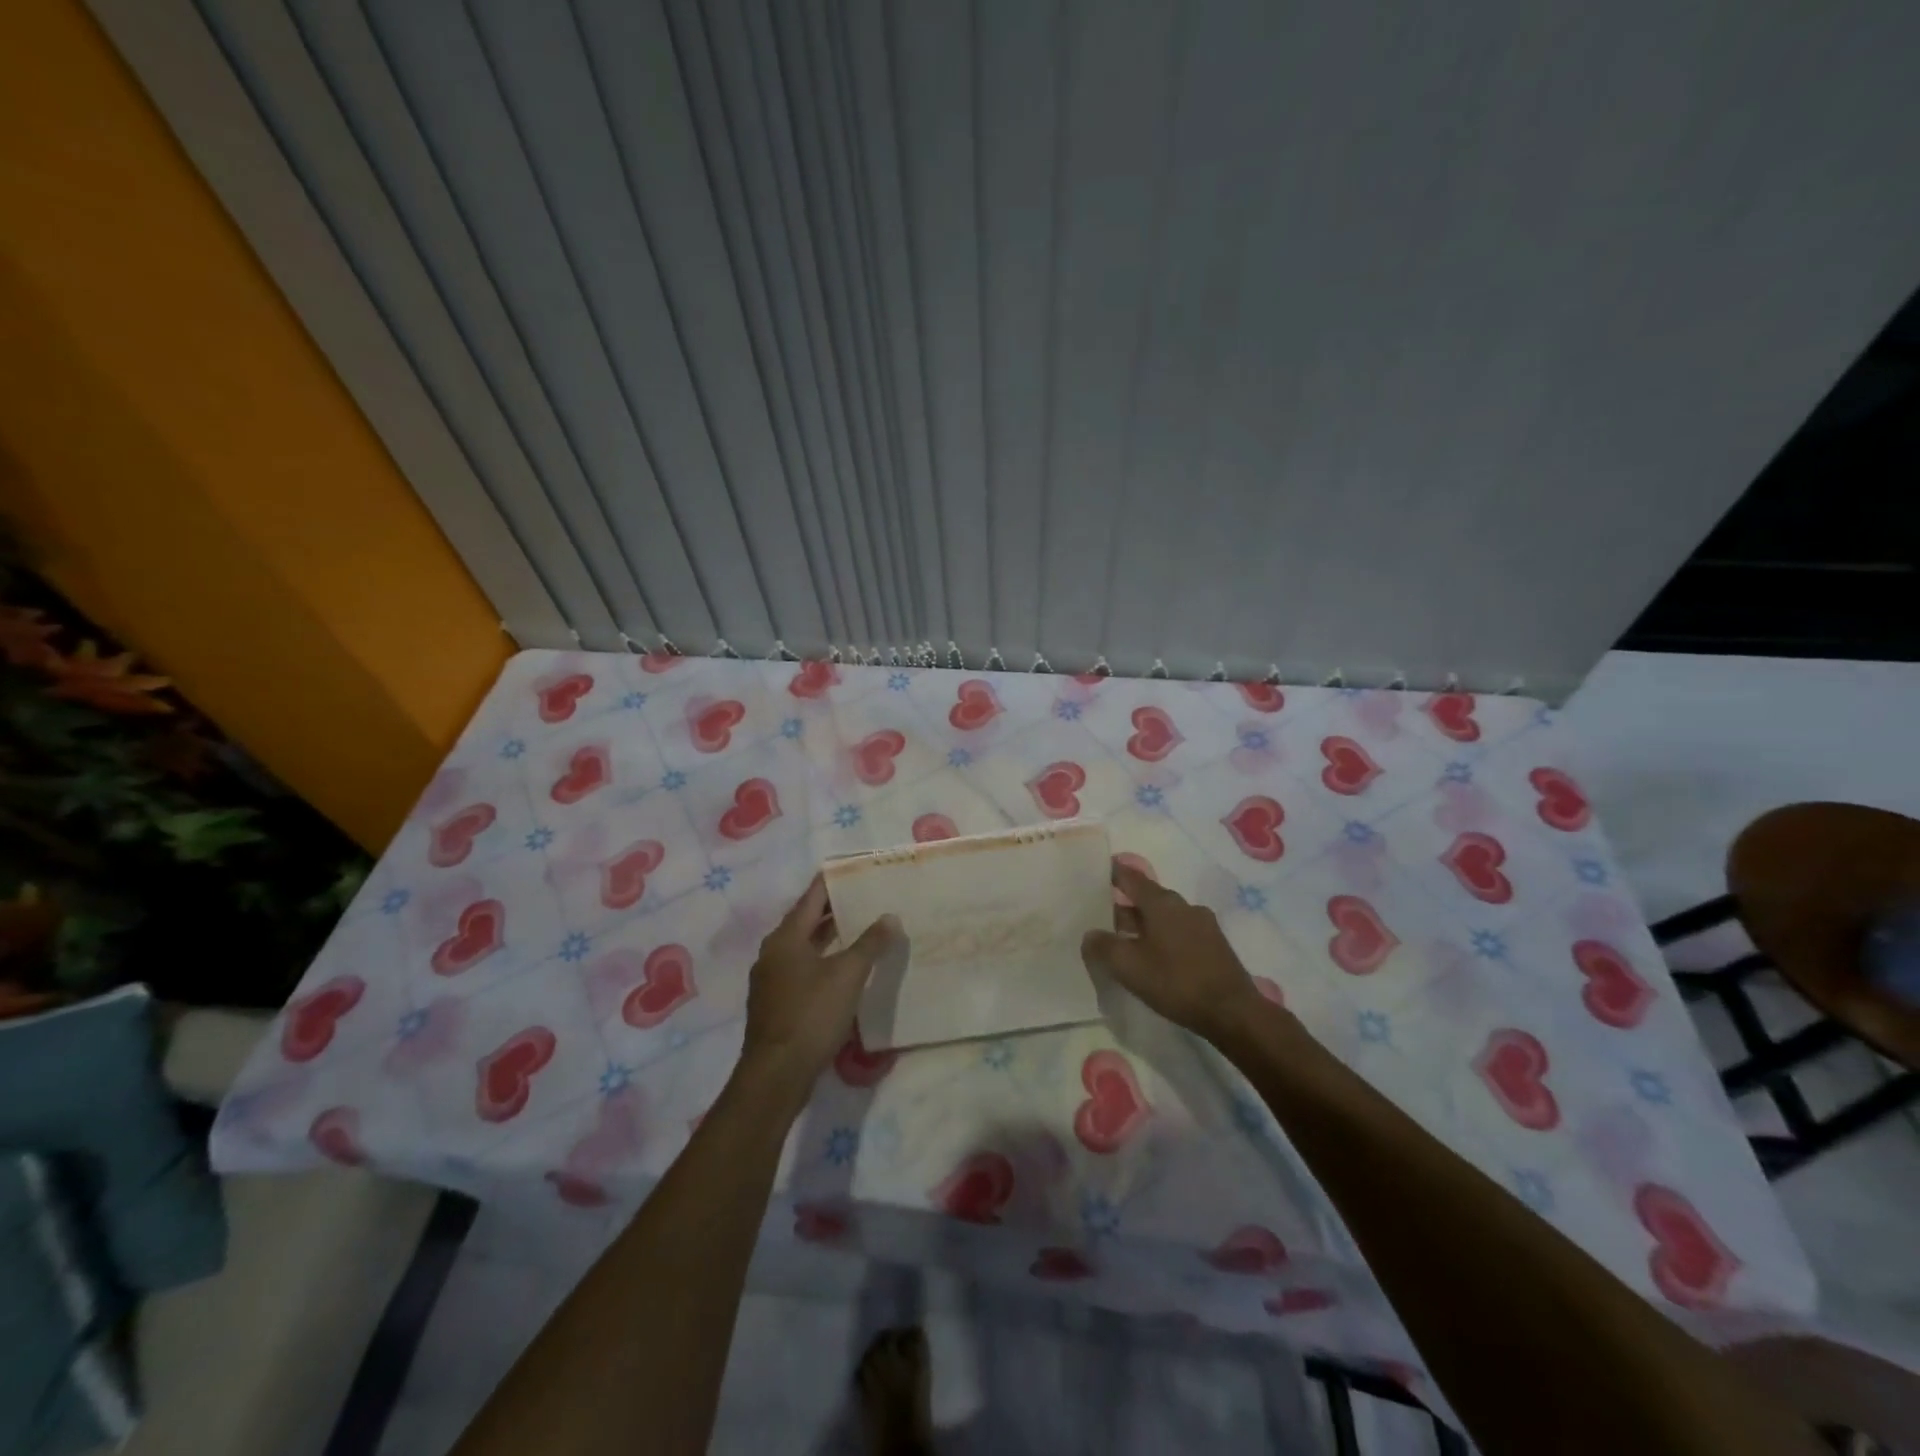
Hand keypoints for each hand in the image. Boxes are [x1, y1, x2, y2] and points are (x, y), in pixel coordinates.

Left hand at [738, 877, 898, 1101]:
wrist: (777, 1074)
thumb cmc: (811, 1014)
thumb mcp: (847, 975)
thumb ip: (869, 944)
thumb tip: (889, 916)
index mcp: (786, 938)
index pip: (811, 897)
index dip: (831, 881)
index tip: (853, 867)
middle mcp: (773, 952)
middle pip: (806, 921)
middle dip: (833, 909)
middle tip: (865, 896)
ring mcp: (771, 979)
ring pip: (804, 947)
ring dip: (829, 937)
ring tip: (861, 928)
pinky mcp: (776, 1003)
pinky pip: (802, 969)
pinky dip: (823, 960)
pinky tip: (844, 969)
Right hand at [1082, 860, 1265, 1041]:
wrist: (1233, 1012)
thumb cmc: (1176, 982)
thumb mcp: (1129, 967)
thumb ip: (1103, 947)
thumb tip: (1090, 934)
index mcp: (1162, 903)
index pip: (1131, 877)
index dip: (1112, 872)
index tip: (1096, 872)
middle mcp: (1184, 906)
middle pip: (1148, 897)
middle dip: (1125, 905)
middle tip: (1102, 917)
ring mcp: (1203, 924)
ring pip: (1165, 917)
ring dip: (1144, 924)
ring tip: (1126, 942)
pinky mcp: (1214, 945)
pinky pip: (1180, 932)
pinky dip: (1163, 938)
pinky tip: (1155, 958)